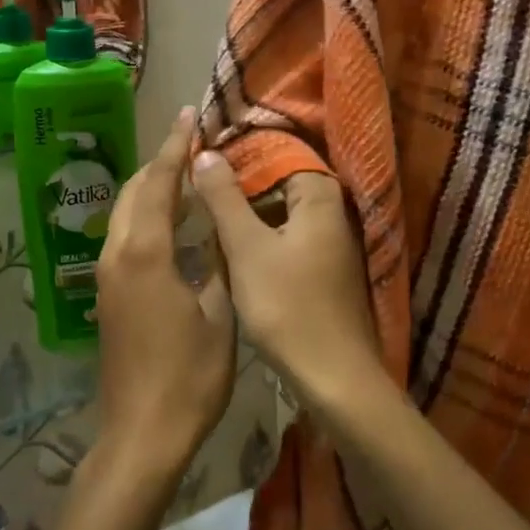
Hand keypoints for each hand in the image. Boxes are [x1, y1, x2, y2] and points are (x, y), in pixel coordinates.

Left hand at [92, 108, 237, 482]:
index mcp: (144, 254)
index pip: (158, 183)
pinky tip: (175, 224)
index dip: (174, 146)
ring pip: (125, 214)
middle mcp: (116, 255)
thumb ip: (216, 262)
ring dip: (152, 189)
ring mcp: (106, 276)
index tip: (188, 115)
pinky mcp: (108, 296)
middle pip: (132, 191)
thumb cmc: (188, 378)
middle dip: (160, 163)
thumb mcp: (219, 316)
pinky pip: (125, 237)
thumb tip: (218, 226)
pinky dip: (147, 217)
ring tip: (189, 176)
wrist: (141, 435)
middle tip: (193, 143)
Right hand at [191, 155, 388, 417]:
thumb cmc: (287, 306)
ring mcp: (330, 240)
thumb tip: (205, 153)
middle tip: (196, 182)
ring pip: (280, 211)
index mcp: (320, 195)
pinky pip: (286, 236)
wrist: (332, 376)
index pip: (278, 153)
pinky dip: (261, 235)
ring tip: (204, 208)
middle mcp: (332, 210)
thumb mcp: (246, 247)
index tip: (201, 155)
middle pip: (279, 181)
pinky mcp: (323, 267)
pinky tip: (230, 244)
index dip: (238, 154)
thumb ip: (224, 198)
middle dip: (240, 183)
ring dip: (247, 210)